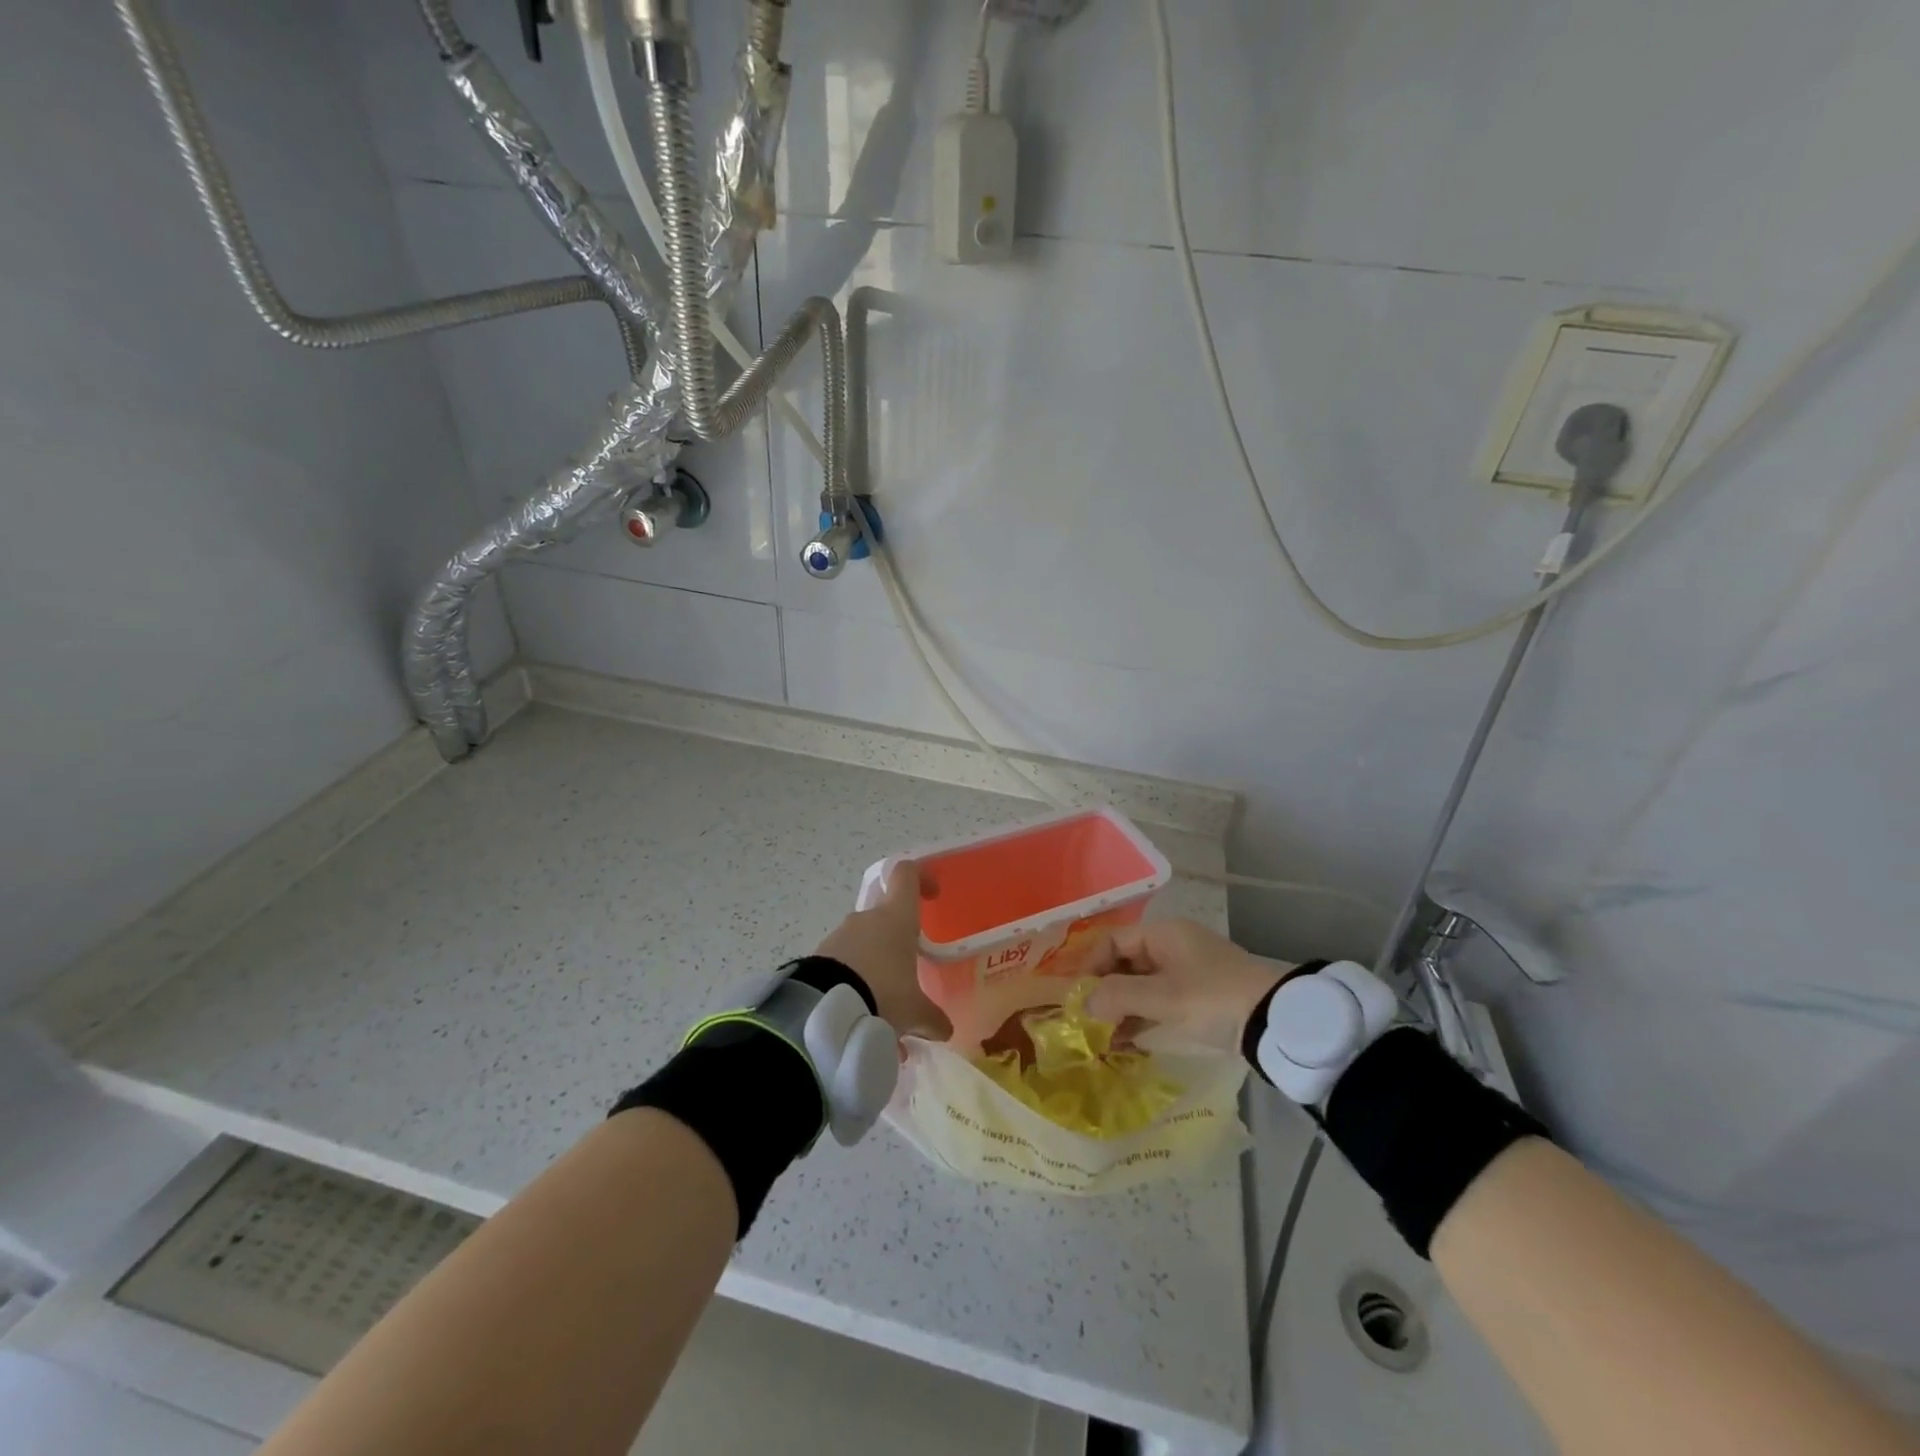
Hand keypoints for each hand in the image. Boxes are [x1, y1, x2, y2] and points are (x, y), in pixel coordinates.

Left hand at [814, 861, 947, 1039]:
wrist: (823, 1010)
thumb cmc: (882, 994)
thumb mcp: (914, 1011)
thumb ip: (932, 1018)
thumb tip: (946, 1031)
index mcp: (896, 918)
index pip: (907, 875)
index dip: (921, 877)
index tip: (932, 895)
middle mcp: (867, 918)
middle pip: (886, 914)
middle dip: (898, 941)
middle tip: (907, 973)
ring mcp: (840, 935)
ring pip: (865, 943)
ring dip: (875, 967)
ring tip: (882, 1007)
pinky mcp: (819, 956)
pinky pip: (844, 963)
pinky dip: (854, 981)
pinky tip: (860, 1014)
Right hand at [1084, 918, 1290, 1053]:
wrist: (1276, 1022)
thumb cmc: (1215, 999)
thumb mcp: (1164, 998)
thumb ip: (1119, 996)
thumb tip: (1082, 1004)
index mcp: (1163, 934)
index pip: (1112, 941)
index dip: (1088, 964)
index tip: (1072, 993)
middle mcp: (1171, 947)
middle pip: (1123, 963)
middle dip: (1101, 990)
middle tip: (1081, 1017)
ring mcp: (1184, 973)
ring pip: (1138, 985)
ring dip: (1118, 1008)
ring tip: (1098, 1036)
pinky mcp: (1195, 998)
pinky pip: (1155, 1003)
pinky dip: (1138, 1018)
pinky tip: (1123, 1042)